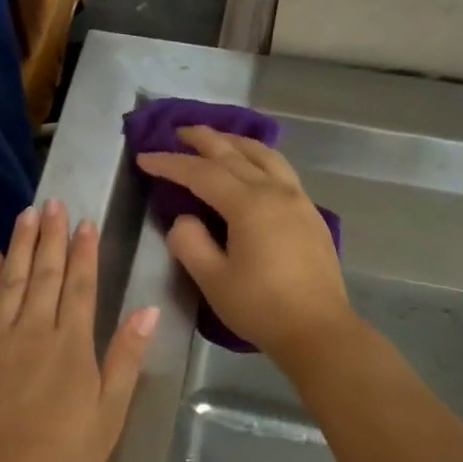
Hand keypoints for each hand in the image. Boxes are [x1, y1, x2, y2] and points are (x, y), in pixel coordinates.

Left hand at [0, 200, 158, 461]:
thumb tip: (148, 311)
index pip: (79, 286)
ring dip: (19, 245)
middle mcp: (31, 331)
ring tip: (26, 215)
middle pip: (43, 274)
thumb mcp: (108, 415)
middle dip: (50, 236)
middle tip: (54, 203)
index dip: (83, 252)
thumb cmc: (61, 458)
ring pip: (10, 281)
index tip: (85, 223)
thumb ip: (124, 359)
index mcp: (70, 346)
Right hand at [136, 126, 352, 361]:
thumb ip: (190, 243)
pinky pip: (281, 170)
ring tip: (217, 139)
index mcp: (249, 204)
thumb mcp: (212, 279)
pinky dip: (259, 158)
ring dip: (236, 142)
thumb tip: (184, 220)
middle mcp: (275, 191)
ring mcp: (298, 200)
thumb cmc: (260, 307)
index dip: (170, 163)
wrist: (318, 330)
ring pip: (265, 155)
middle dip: (203, 139)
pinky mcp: (310, 214)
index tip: (144, 157)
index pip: (201, 173)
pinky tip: (254, 168)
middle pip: (234, 153)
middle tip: (178, 131)